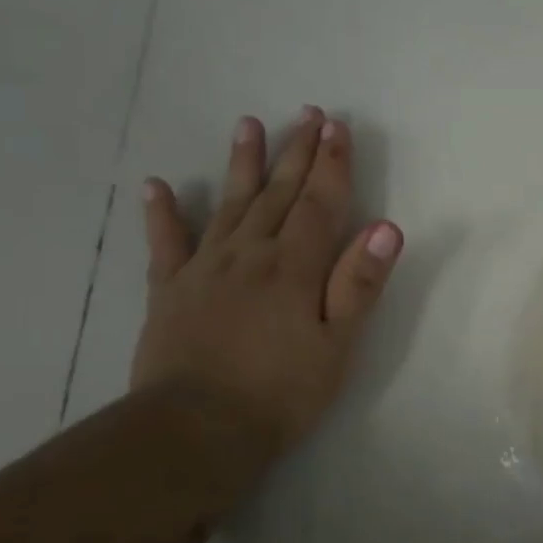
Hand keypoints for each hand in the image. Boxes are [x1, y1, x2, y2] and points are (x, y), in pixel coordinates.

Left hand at [129, 109, 401, 454]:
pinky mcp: (169, 290)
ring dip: (241, 164)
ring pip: (227, 205)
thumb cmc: (281, 393)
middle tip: (308, 114)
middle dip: (297, 152)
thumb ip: (359, 284)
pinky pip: (165, 243)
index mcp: (294, 267)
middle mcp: (249, 254)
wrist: (197, 429)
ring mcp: (204, 268)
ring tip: (248, 125)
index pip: (320, 204)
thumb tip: (387, 227)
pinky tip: (155, 186)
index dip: (332, 165)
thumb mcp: (337, 345)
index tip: (339, 127)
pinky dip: (161, 213)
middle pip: (278, 194)